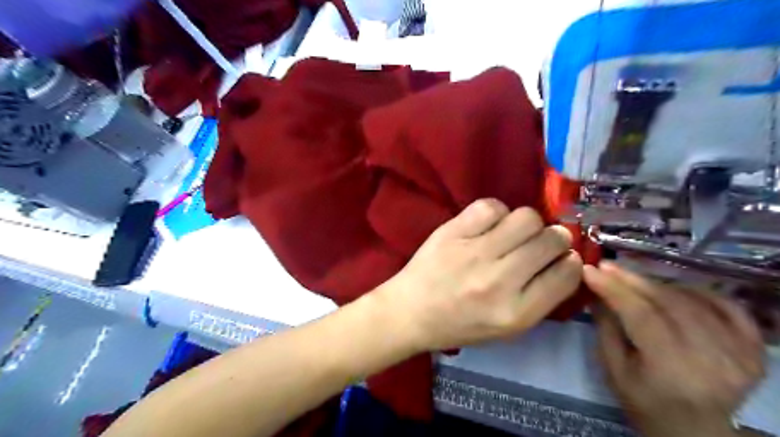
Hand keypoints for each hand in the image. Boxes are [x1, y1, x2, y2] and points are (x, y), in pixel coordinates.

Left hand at [374, 197, 581, 350]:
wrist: (410, 311)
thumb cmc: (459, 325)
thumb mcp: (507, 328)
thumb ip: (539, 298)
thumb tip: (564, 260)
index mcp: (516, 313)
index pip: (566, 274)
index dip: (570, 261)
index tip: (562, 258)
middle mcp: (499, 281)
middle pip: (550, 240)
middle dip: (555, 238)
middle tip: (540, 242)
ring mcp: (474, 252)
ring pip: (526, 217)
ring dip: (528, 223)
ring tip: (513, 233)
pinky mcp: (452, 232)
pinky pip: (490, 207)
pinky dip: (496, 212)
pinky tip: (488, 225)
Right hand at [581, 263, 766, 436]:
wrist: (697, 433)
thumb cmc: (646, 404)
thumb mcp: (614, 371)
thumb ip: (606, 328)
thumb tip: (597, 291)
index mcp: (672, 370)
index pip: (642, 316)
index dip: (614, 289)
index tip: (591, 270)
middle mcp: (712, 359)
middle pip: (669, 303)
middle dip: (632, 280)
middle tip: (608, 267)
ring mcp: (740, 353)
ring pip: (694, 300)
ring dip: (658, 284)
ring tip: (633, 280)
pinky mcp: (754, 349)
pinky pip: (729, 307)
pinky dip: (700, 292)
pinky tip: (676, 289)